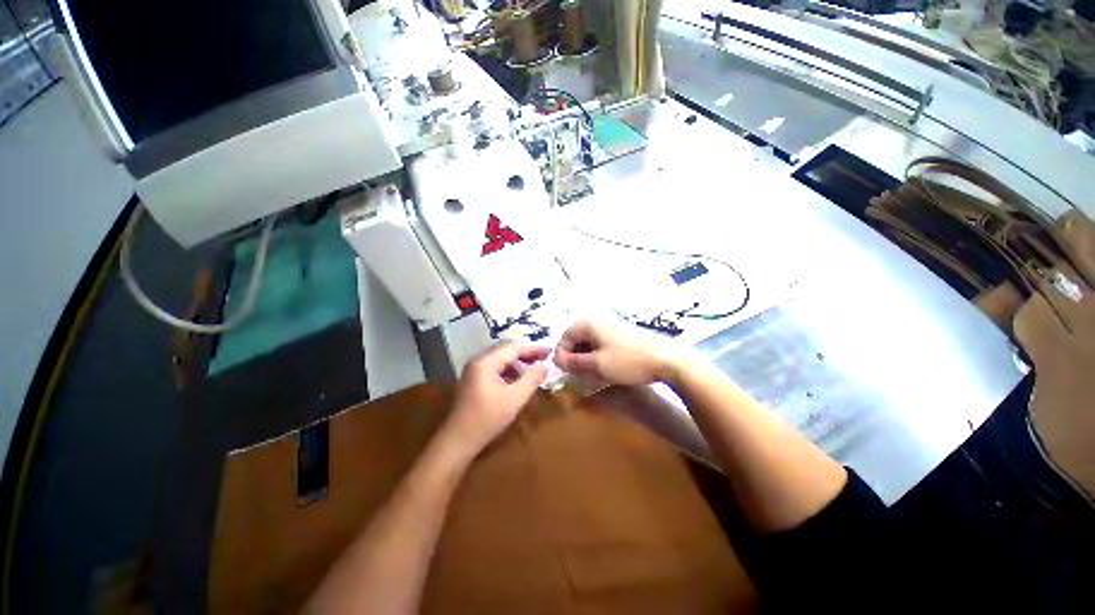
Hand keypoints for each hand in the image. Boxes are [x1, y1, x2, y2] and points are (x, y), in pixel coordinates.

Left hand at [443, 342, 549, 454]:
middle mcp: (478, 361)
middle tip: (544, 359)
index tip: (550, 351)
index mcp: (486, 361)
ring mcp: (474, 370)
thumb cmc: (487, 419)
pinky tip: (518, 381)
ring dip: (518, 363)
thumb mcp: (515, 399)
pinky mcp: (473, 380)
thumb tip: (544, 365)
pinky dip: (509, 371)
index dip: (533, 349)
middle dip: (526, 354)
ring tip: (534, 371)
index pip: (513, 347)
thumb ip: (531, 379)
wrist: (457, 441)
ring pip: (501, 359)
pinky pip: (495, 368)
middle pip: (506, 350)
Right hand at [553, 320, 683, 385]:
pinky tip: (602, 366)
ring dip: (585, 356)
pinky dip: (596, 353)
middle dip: (573, 356)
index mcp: (589, 323)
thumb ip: (574, 363)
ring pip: (589, 340)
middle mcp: (598, 319)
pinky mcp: (621, 331)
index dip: (561, 355)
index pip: (565, 337)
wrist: (665, 358)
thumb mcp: (597, 365)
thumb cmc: (627, 361)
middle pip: (576, 337)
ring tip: (588, 372)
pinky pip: (600, 341)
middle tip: (576, 373)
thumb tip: (558, 361)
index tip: (563, 372)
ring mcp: (611, 324)